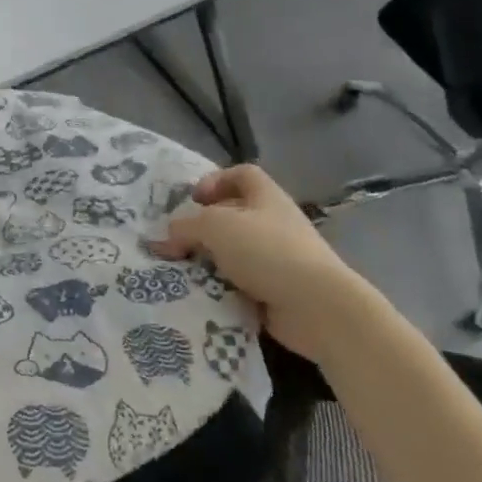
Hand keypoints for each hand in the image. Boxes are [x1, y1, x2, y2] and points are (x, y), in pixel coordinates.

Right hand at [152, 165, 386, 362]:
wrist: (317, 307)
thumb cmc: (267, 250)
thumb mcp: (215, 226)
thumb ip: (185, 227)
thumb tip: (165, 239)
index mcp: (266, 197)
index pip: (242, 174)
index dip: (216, 180)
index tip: (194, 200)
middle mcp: (274, 223)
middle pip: (234, 215)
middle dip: (203, 227)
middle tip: (176, 240)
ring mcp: (278, 259)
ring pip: (233, 252)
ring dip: (208, 260)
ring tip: (180, 270)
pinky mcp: (276, 291)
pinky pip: (239, 284)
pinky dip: (220, 288)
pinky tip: (200, 294)